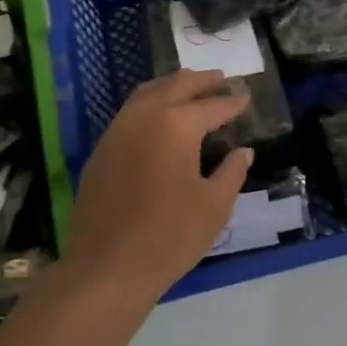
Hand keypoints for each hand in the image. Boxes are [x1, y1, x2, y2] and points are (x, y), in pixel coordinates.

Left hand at [61, 70, 254, 300]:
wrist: (107, 267)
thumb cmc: (170, 236)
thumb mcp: (214, 206)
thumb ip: (232, 172)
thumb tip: (242, 152)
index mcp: (175, 124)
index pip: (211, 106)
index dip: (231, 102)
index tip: (245, 97)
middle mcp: (144, 116)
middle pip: (176, 86)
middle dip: (201, 81)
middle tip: (220, 78)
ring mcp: (117, 130)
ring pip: (147, 93)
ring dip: (171, 86)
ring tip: (190, 88)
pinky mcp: (101, 149)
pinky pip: (129, 112)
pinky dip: (150, 104)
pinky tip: (159, 118)